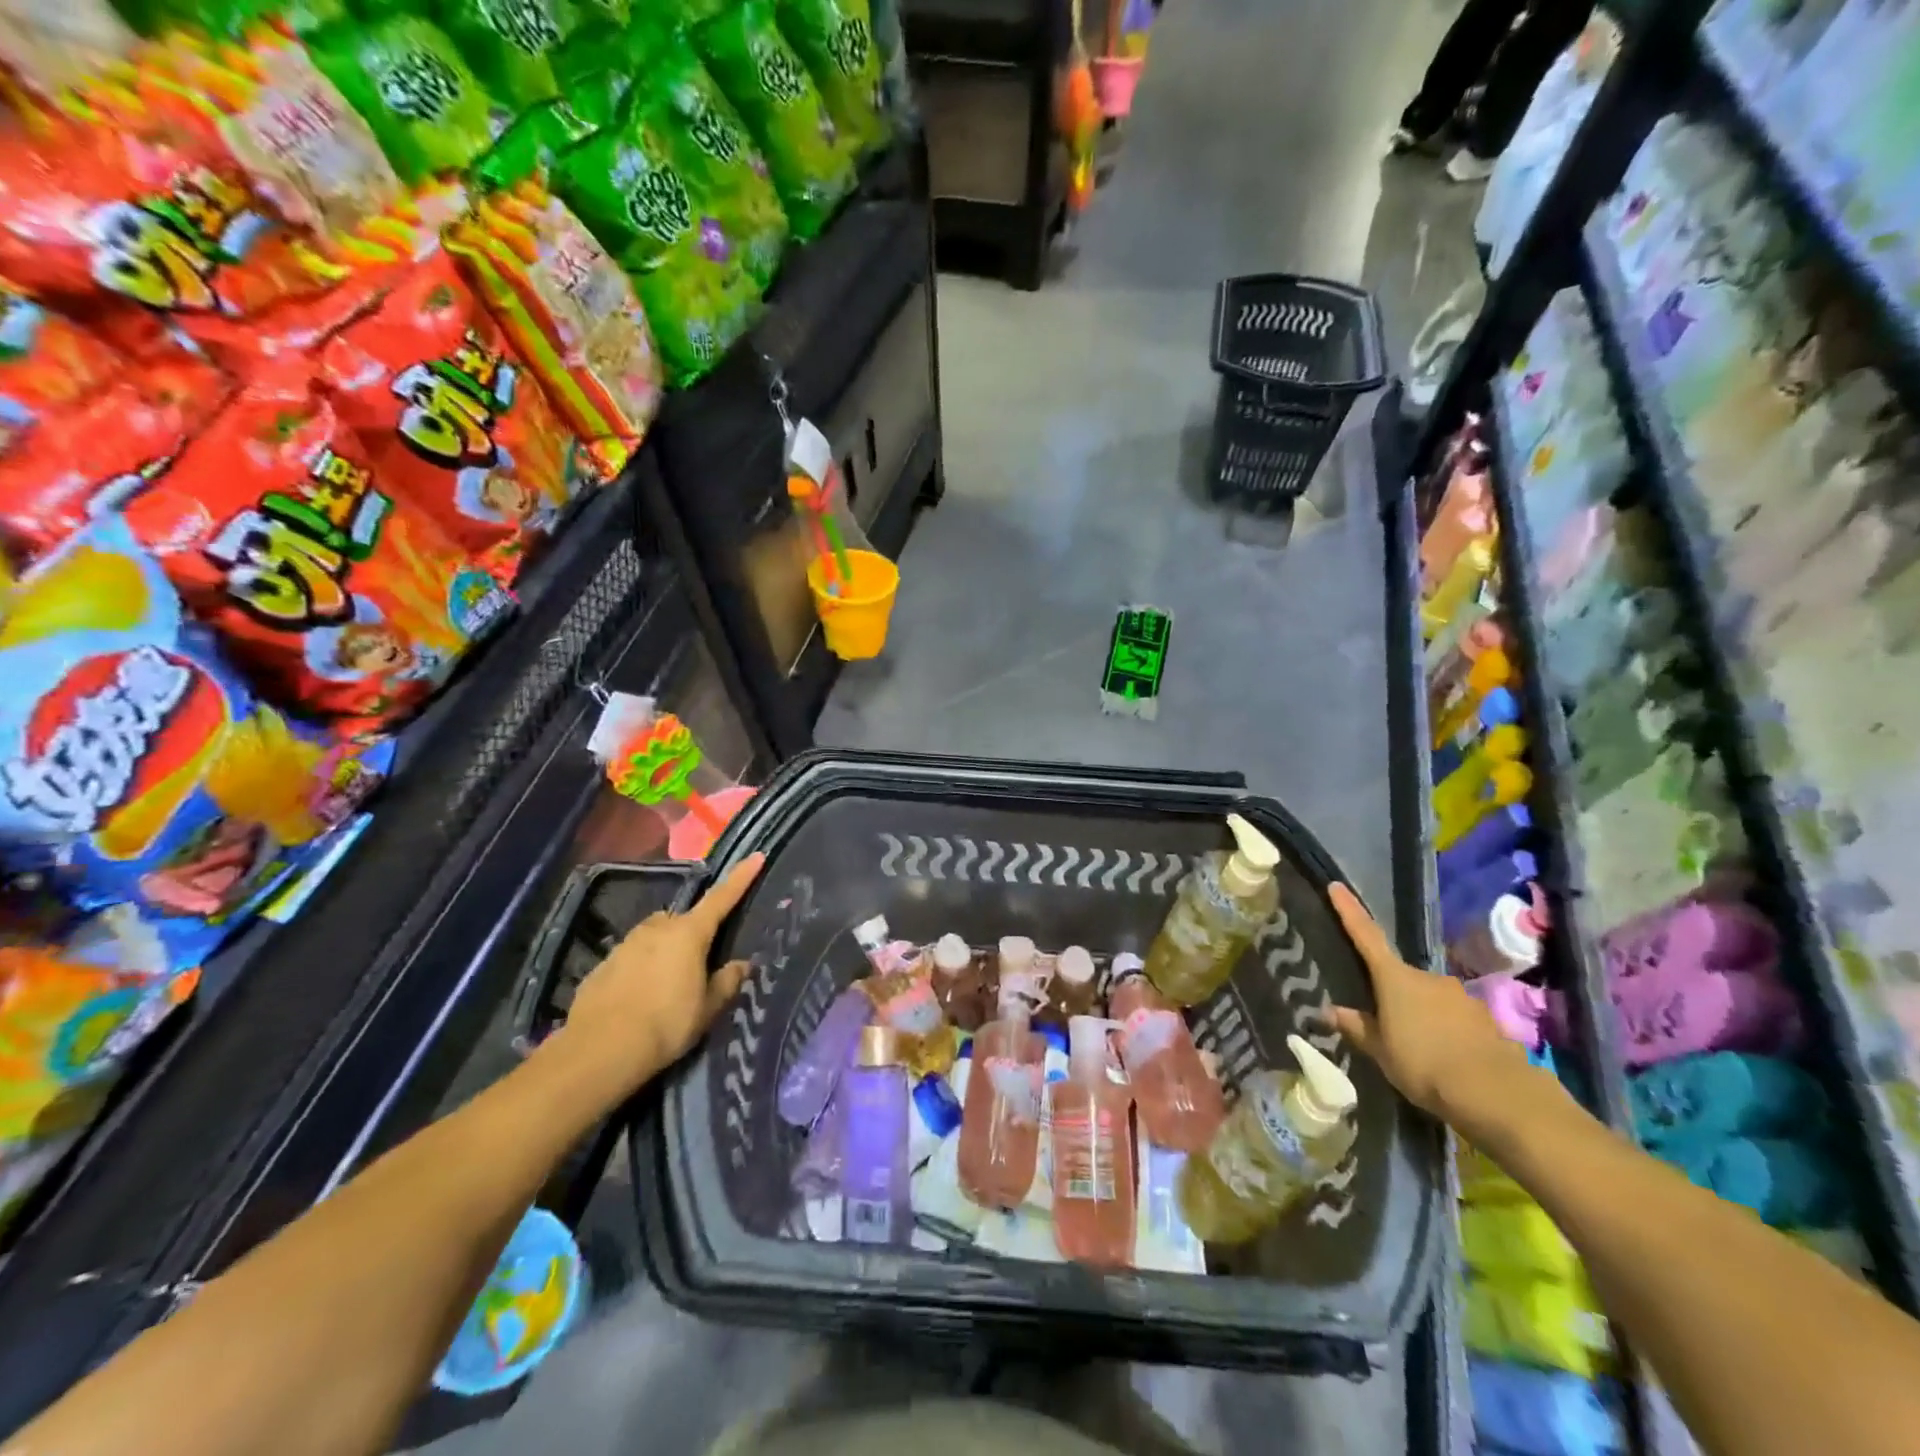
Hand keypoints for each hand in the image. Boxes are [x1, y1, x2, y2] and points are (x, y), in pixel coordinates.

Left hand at [550, 853, 765, 1097]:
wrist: (599, 1051)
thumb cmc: (666, 1025)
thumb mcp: (707, 1009)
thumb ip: (726, 982)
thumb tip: (741, 964)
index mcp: (689, 933)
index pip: (722, 898)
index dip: (740, 877)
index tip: (755, 856)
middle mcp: (657, 928)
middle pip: (683, 921)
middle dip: (692, 934)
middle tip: (699, 964)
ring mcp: (626, 944)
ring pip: (654, 937)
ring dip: (664, 951)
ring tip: (667, 986)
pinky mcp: (603, 965)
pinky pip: (631, 958)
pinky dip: (639, 970)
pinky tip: (639, 999)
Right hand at [1325, 882, 1538, 1129]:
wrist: (1497, 1093)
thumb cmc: (1424, 1064)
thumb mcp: (1380, 1051)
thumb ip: (1357, 1027)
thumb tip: (1329, 1010)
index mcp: (1395, 979)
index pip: (1366, 936)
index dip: (1349, 911)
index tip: (1337, 885)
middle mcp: (1428, 977)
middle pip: (1400, 977)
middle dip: (1392, 993)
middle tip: (1383, 1020)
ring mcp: (1460, 996)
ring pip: (1430, 998)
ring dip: (1421, 1014)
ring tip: (1417, 1047)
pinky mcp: (1486, 1019)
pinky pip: (1455, 1018)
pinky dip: (1446, 1030)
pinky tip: (1446, 1057)